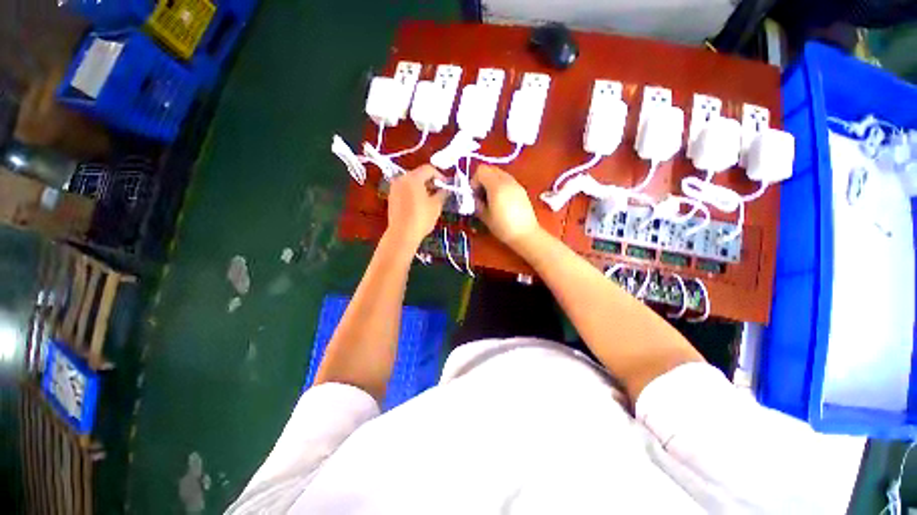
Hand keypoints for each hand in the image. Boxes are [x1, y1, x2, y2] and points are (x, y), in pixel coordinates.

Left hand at [386, 165, 447, 248]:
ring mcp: (394, 189)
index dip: (440, 176)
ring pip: (411, 183)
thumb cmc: (421, 218)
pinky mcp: (391, 198)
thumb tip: (445, 190)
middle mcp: (401, 179)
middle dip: (430, 181)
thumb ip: (442, 194)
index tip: (446, 185)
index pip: (428, 169)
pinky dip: (413, 193)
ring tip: (430, 199)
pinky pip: (405, 191)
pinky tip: (419, 205)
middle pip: (418, 174)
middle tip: (439, 191)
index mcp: (413, 178)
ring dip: (422, 188)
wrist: (402, 234)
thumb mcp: (436, 205)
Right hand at [472, 165, 540, 248]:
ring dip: (491, 182)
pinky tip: (500, 201)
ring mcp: (516, 184)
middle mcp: (507, 180)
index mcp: (496, 185)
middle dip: (482, 180)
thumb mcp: (485, 217)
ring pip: (499, 174)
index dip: (474, 181)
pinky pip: (507, 180)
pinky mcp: (521, 189)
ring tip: (490, 199)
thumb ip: (477, 203)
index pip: (481, 170)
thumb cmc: (503, 227)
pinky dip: (500, 185)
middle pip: (490, 169)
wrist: (526, 234)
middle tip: (481, 196)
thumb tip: (475, 197)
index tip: (474, 195)